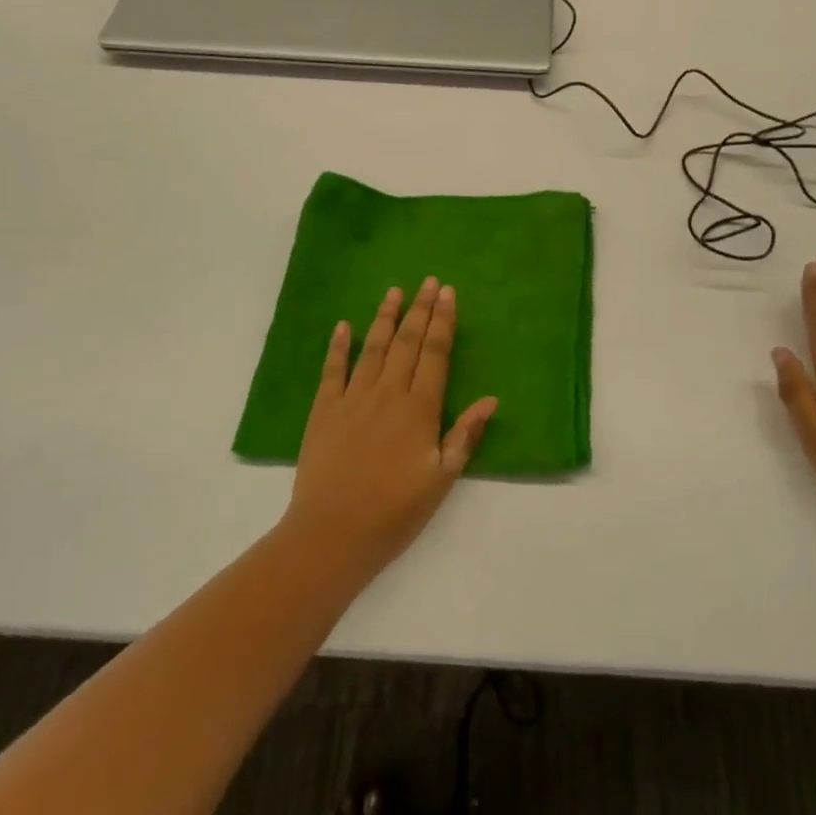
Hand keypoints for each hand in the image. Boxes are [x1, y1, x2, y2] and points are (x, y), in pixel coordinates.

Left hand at [283, 278, 497, 579]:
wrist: (332, 533)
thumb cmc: (395, 510)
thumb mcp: (442, 478)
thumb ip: (465, 435)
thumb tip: (491, 399)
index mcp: (419, 408)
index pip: (435, 353)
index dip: (443, 321)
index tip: (448, 293)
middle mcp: (388, 393)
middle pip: (407, 342)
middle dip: (420, 309)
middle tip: (428, 281)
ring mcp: (353, 398)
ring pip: (373, 347)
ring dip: (385, 317)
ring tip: (394, 291)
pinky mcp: (324, 410)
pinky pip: (332, 370)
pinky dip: (338, 346)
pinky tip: (343, 326)